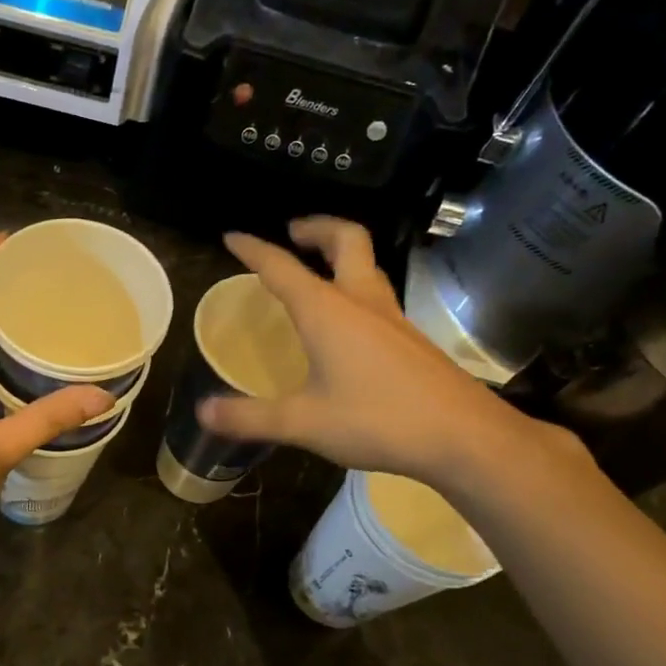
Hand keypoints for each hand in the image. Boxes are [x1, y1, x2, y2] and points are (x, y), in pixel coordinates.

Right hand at [198, 218, 561, 491]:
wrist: (463, 436)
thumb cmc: (378, 420)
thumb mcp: (304, 422)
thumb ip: (251, 417)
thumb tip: (202, 412)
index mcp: (327, 311)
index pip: (281, 267)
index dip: (253, 250)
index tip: (232, 236)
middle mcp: (361, 302)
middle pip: (345, 240)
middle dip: (316, 228)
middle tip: (293, 233)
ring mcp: (392, 318)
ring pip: (366, 265)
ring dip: (339, 254)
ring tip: (316, 270)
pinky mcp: (411, 339)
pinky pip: (376, 295)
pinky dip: (354, 287)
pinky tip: (346, 323)